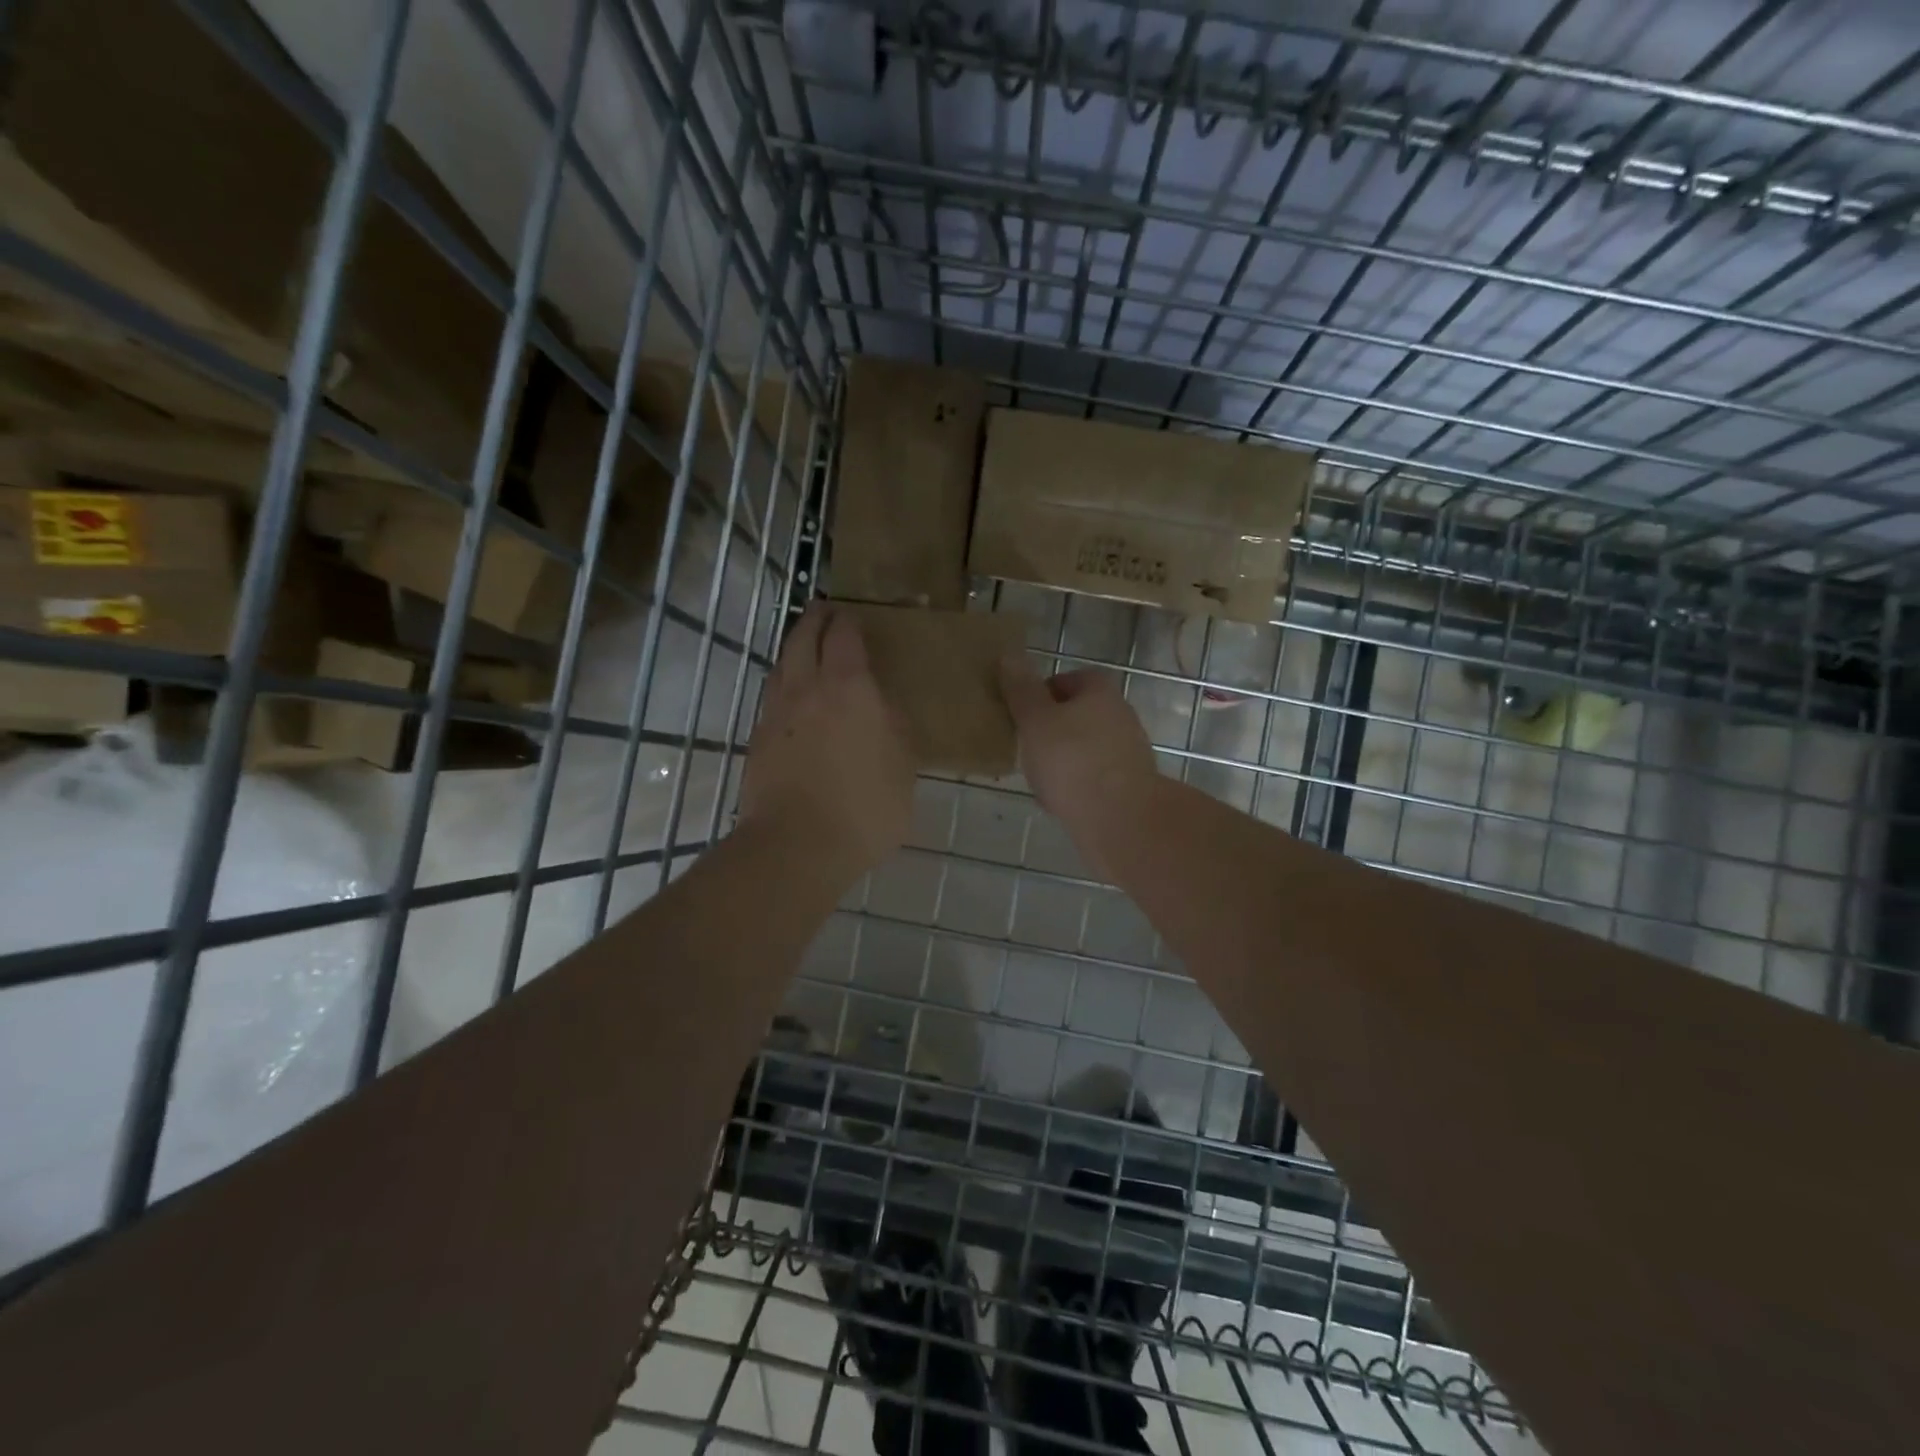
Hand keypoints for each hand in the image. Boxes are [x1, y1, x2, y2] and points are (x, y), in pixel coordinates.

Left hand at [742, 602, 914, 875]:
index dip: (848, 621)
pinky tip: (792, 698)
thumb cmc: (864, 806)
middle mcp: (807, 689)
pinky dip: (783, 683)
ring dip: (794, 648)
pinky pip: (772, 696)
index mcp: (849, 687)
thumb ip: (895, 727)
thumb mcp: (903, 767)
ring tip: (806, 648)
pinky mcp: (758, 740)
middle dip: (816, 620)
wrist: (796, 845)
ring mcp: (776, 713)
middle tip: (825, 612)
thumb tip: (882, 706)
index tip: (853, 616)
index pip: (844, 636)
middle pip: (804, 638)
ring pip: (781, 665)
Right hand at [998, 653, 1156, 852]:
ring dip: (1063, 758)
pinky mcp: (1130, 785)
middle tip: (1025, 746)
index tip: (1021, 714)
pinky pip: (1094, 776)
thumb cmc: (1072, 760)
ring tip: (1038, 776)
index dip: (1041, 693)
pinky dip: (1076, 784)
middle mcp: (1121, 715)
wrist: (1120, 819)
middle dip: (1051, 729)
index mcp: (1101, 691)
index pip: (1068, 679)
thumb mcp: (1036, 721)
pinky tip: (1059, 800)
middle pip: (1078, 714)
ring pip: (1085, 747)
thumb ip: (1022, 690)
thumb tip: (1009, 656)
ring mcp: (1129, 752)